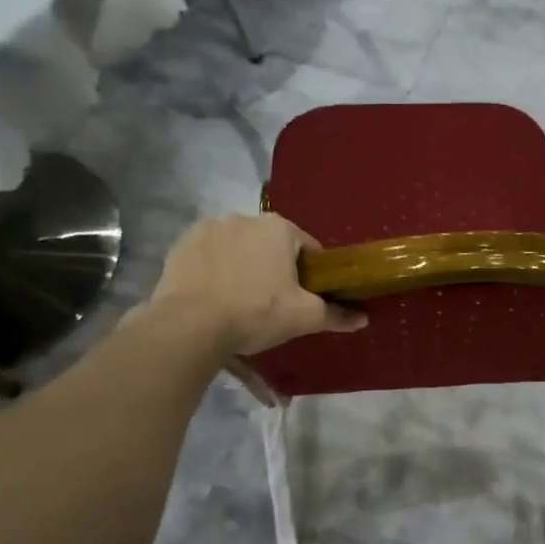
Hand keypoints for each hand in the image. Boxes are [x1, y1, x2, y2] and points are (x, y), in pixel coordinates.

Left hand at [148, 214, 365, 355]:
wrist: (191, 325)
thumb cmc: (256, 312)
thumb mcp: (304, 317)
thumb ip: (335, 314)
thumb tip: (363, 319)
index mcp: (279, 228)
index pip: (307, 248)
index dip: (311, 273)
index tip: (305, 296)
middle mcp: (244, 218)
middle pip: (270, 245)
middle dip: (274, 267)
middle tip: (272, 302)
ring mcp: (208, 228)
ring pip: (238, 248)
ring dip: (243, 265)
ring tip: (239, 300)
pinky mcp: (181, 245)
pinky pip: (208, 256)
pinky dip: (214, 270)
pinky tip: (213, 296)